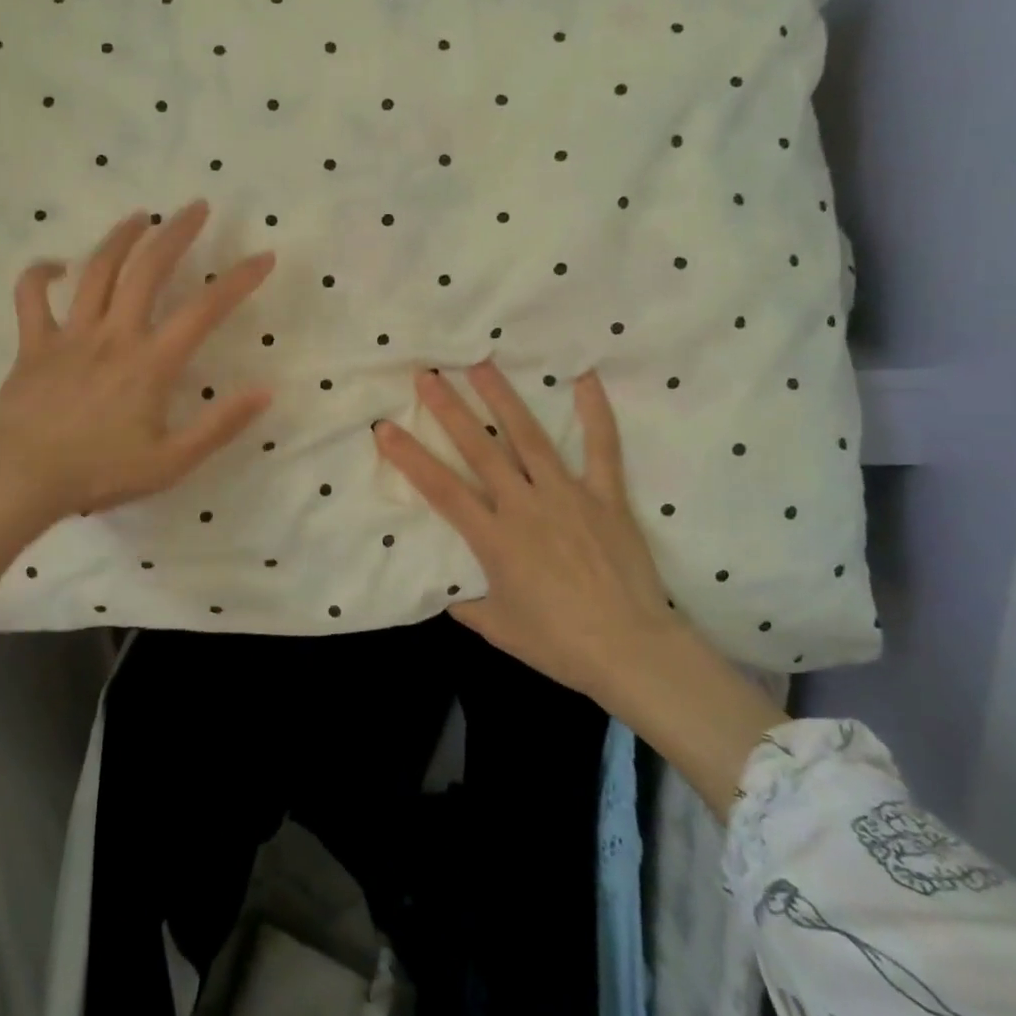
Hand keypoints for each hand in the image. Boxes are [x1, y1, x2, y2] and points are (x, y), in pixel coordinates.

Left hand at [0, 200, 274, 523]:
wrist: (17, 479)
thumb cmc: (97, 473)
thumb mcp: (171, 462)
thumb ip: (220, 426)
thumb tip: (265, 392)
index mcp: (151, 362)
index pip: (205, 310)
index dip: (239, 279)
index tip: (264, 256)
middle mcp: (113, 335)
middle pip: (149, 269)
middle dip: (176, 232)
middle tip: (196, 207)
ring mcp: (70, 334)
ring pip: (97, 270)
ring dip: (122, 237)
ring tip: (142, 216)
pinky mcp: (33, 343)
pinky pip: (32, 296)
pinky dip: (41, 273)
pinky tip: (56, 265)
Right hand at [373, 363, 679, 704]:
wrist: (632, 652)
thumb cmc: (559, 644)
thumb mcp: (498, 628)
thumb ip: (467, 604)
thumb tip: (447, 591)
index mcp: (494, 539)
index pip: (441, 489)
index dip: (409, 457)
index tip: (384, 428)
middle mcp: (525, 506)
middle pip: (480, 450)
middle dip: (450, 410)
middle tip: (428, 375)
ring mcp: (567, 496)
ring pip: (529, 438)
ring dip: (502, 398)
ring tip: (481, 364)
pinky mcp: (606, 497)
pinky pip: (602, 448)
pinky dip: (595, 412)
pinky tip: (584, 378)